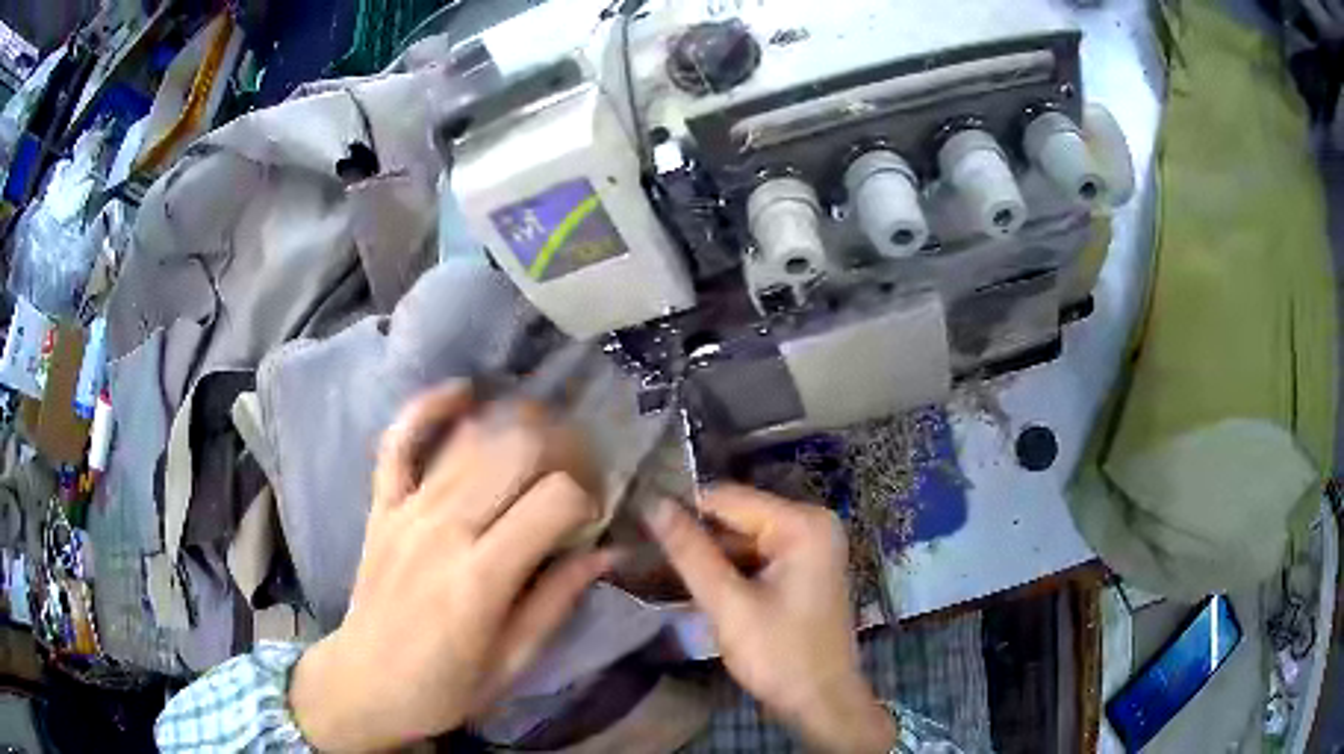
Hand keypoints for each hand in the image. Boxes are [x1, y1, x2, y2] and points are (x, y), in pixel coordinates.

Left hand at [289, 383, 614, 751]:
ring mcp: (406, 510)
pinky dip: (428, 409)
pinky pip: (399, 441)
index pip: (555, 500)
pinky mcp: (382, 506)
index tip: (593, 519)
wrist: (366, 683)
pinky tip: (463, 393)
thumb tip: (608, 551)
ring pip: (470, 439)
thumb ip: (558, 600)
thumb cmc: (445, 687)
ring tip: (544, 438)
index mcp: (482, 578)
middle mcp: (444, 529)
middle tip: (579, 473)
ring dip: (516, 425)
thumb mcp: (514, 662)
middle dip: (563, 450)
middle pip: (516, 451)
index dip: (588, 499)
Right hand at [645, 486, 895, 752]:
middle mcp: (811, 525)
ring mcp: (809, 548)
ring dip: (704, 556)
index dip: (681, 510)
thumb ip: (691, 553)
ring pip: (741, 540)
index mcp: (803, 524)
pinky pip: (754, 559)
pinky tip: (687, 581)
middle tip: (638, 548)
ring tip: (650, 563)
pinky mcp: (801, 571)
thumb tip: (654, 505)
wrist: (821, 702)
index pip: (729, 499)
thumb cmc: (779, 655)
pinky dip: (724, 570)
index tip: (635, 523)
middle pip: (736, 519)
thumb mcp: (729, 605)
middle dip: (692, 536)